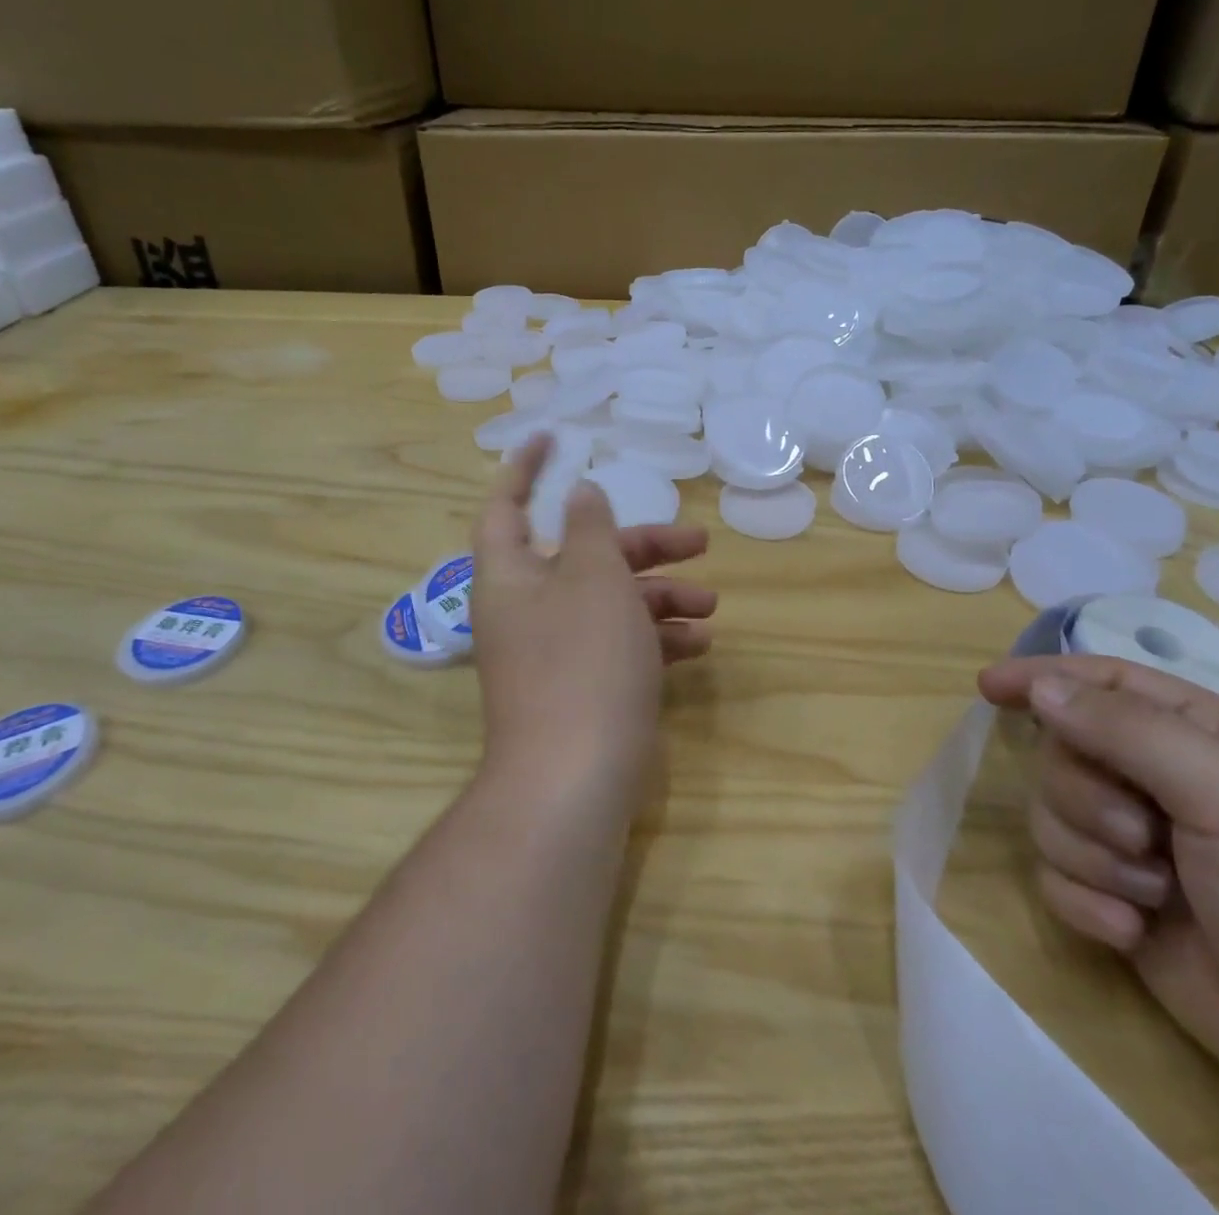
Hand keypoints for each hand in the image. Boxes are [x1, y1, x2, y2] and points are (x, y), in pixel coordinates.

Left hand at [471, 435, 715, 816]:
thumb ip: (590, 529)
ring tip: (710, 602)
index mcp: (511, 576)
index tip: (554, 439)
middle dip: (641, 546)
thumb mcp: (593, 580)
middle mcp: (527, 609)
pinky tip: (698, 644)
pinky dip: (655, 638)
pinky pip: (619, 646)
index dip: (525, 468)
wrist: (574, 780)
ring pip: (609, 602)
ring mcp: (554, 653)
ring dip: (659, 596)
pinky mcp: (582, 688)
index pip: (507, 506)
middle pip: (583, 557)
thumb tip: (581, 492)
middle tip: (696, 541)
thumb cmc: (582, 662)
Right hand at [979, 655, 1218, 1145]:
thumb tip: (1041, 687)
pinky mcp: (1121, 904)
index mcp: (1200, 738)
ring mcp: (1140, 847)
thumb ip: (1127, 731)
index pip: (1102, 682)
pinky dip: (1085, 904)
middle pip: (1065, 754)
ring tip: (1154, 897)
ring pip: (1053, 816)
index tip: (988, 687)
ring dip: (1092, 857)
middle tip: (1143, 837)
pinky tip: (1133, 934)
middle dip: (1087, 797)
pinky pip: (1056, 878)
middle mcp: (1163, 783)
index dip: (1043, 678)